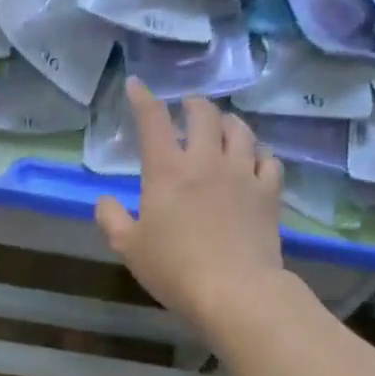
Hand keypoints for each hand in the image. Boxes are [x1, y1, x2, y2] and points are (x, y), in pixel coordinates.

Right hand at [94, 80, 285, 329]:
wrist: (233, 289)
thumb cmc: (173, 268)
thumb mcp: (128, 248)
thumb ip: (112, 219)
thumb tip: (105, 200)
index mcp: (166, 171)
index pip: (153, 121)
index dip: (143, 99)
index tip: (136, 85)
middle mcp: (206, 161)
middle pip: (203, 116)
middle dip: (193, 106)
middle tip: (187, 108)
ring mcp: (242, 174)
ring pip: (240, 131)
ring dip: (228, 123)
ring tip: (223, 126)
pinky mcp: (269, 193)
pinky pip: (269, 160)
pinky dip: (259, 153)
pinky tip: (255, 159)